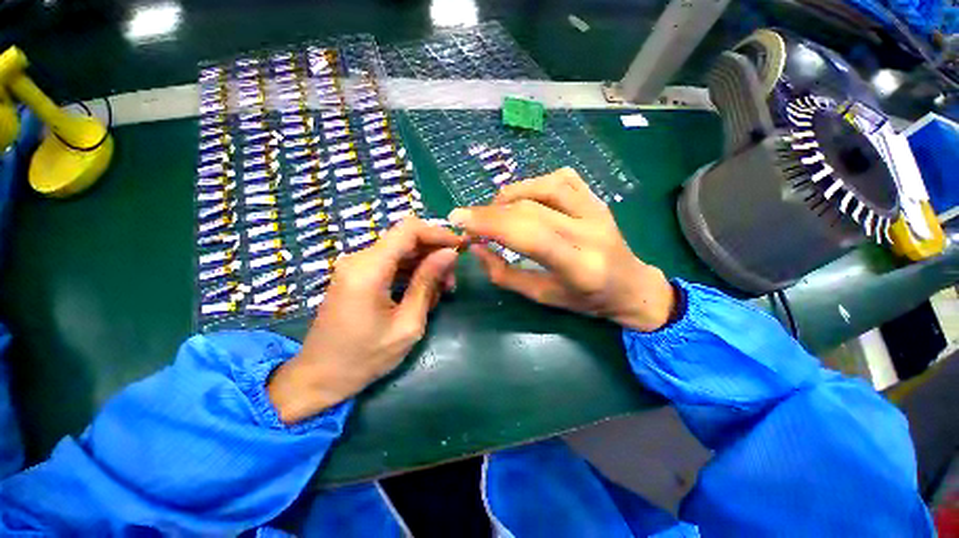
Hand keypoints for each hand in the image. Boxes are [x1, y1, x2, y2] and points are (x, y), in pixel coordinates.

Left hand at [268, 218, 460, 423]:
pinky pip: (390, 262)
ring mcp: (356, 266)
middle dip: (434, 252)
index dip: (438, 233)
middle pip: (406, 238)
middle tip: (452, 279)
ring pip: (401, 250)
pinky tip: (423, 292)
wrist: (319, 377)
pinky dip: (411, 271)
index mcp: (369, 269)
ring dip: (425, 264)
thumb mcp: (407, 323)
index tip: (461, 247)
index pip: (409, 230)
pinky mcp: (357, 275)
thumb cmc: (365, 357)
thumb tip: (449, 254)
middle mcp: (359, 259)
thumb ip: (427, 283)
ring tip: (442, 289)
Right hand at [449, 167, 675, 332]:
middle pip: (531, 209)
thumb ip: (504, 274)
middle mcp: (590, 231)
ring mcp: (597, 210)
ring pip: (545, 186)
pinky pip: (562, 178)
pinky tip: (524, 198)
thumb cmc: (585, 300)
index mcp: (579, 266)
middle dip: (491, 211)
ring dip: (511, 195)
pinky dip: (534, 183)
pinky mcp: (598, 199)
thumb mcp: (542, 296)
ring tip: (496, 211)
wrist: (630, 286)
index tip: (458, 219)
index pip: (528, 234)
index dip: (489, 223)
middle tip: (471, 221)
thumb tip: (477, 247)